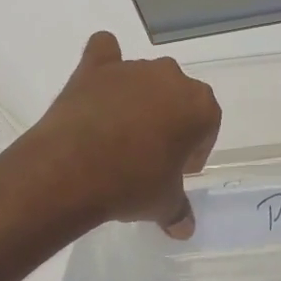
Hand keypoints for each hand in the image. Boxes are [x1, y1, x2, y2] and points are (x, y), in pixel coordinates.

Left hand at [28, 33, 220, 237]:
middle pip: (176, 97)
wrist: (73, 169)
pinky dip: (104, 62)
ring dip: (137, 99)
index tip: (177, 171)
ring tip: (117, 134)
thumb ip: (178, 210)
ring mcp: (130, 69)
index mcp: (199, 105)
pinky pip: (104, 51)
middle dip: (168, 121)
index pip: (206, 124)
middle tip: (149, 155)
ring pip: (143, 78)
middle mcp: (169, 77)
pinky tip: (97, 81)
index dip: (193, 150)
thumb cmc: (132, 184)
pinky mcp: (93, 68)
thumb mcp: (163, 204)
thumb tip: (184, 229)